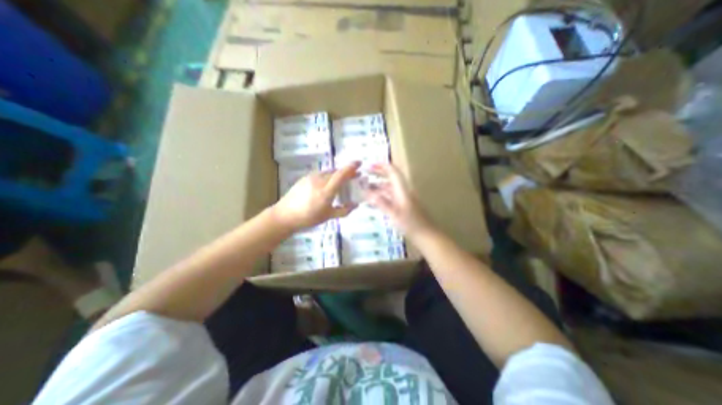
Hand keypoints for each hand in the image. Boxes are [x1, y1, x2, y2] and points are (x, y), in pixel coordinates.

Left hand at [271, 162, 360, 229]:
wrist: (285, 215)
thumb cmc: (308, 218)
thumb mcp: (328, 216)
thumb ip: (344, 210)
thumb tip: (356, 205)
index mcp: (326, 191)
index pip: (341, 175)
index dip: (351, 168)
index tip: (359, 163)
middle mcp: (319, 181)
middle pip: (336, 172)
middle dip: (347, 172)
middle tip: (355, 176)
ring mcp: (311, 178)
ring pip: (329, 172)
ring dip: (338, 174)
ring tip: (343, 180)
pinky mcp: (305, 178)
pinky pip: (321, 174)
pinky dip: (329, 176)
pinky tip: (329, 183)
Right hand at [364, 161, 429, 235]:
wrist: (427, 236)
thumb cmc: (411, 224)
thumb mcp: (394, 214)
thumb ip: (381, 202)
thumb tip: (367, 192)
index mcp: (402, 190)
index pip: (393, 172)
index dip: (382, 166)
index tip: (370, 164)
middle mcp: (403, 191)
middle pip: (391, 178)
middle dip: (378, 173)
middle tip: (365, 173)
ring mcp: (404, 199)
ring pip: (390, 188)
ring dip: (378, 185)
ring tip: (365, 187)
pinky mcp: (404, 207)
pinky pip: (390, 197)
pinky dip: (381, 196)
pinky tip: (374, 200)